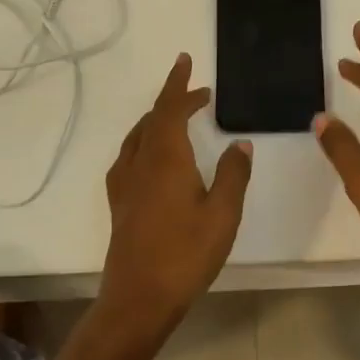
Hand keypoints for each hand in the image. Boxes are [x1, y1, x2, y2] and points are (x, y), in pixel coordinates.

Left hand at [96, 53, 253, 343]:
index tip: (186, 61)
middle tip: (198, 93)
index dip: (179, 84)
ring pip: (139, 136)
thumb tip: (240, 142)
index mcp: (165, 158)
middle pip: (154, 118)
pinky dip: (145, 141)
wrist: (138, 299)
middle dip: (174, 99)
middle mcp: (141, 162)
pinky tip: (152, 156)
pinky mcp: (120, 202)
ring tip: (178, 117)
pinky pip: (130, 155)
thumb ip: (233, 174)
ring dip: (158, 119)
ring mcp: (125, 183)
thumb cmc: (185, 255)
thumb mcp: (223, 214)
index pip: (170, 108)